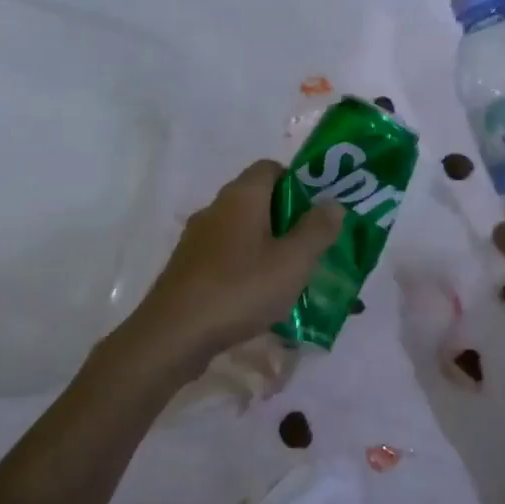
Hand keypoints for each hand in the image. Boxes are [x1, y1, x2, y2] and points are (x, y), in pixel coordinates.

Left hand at [118, 159, 344, 373]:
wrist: (173, 335)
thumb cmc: (239, 290)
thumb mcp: (292, 262)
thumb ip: (317, 230)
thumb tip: (332, 203)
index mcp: (241, 196)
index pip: (271, 167)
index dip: (299, 182)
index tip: (320, 210)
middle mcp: (216, 209)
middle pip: (259, 200)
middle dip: (289, 220)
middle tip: (315, 247)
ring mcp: (198, 239)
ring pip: (243, 232)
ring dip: (269, 247)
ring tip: (294, 277)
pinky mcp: (189, 268)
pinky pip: (227, 257)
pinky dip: (247, 268)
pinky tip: (261, 298)